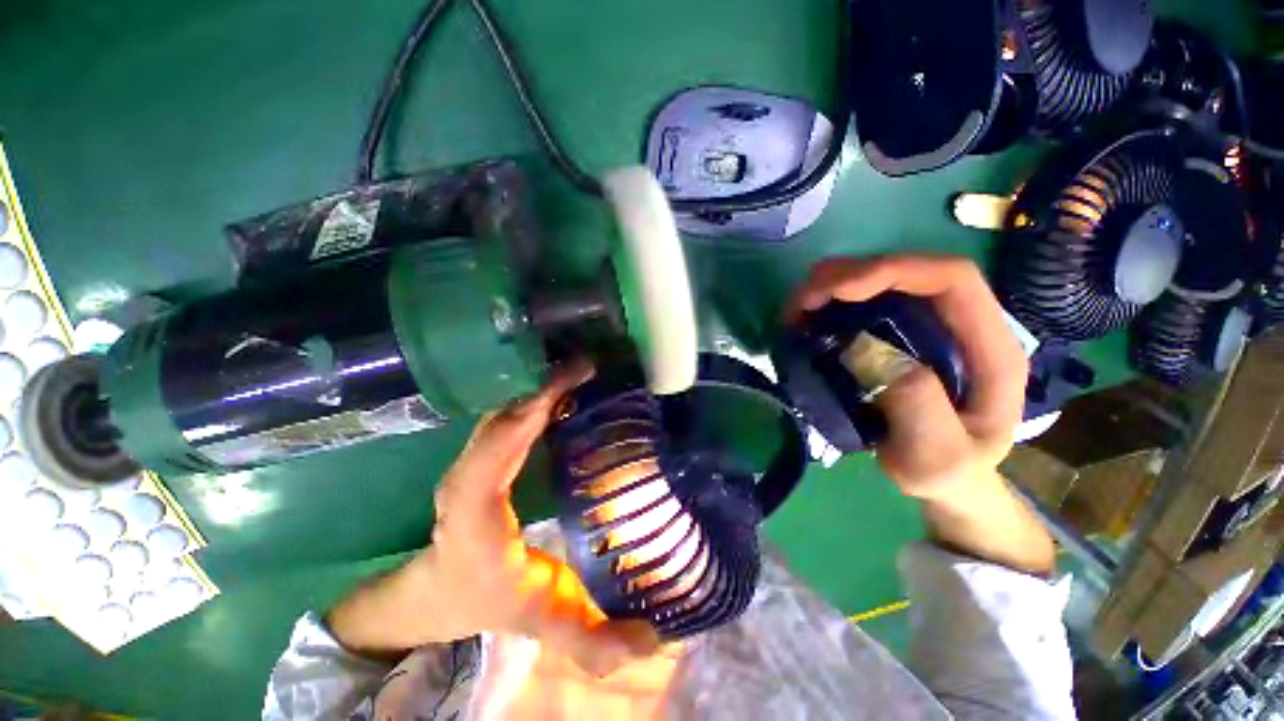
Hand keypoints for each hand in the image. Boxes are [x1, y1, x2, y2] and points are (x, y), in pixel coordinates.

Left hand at [326, 363, 660, 674]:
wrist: (437, 588)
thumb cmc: (486, 599)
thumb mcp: (541, 623)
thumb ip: (593, 641)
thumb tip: (654, 641)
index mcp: (475, 519)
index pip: (491, 458)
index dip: (524, 419)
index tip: (567, 389)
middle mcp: (465, 481)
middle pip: (499, 423)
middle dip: (543, 391)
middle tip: (590, 369)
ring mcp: (469, 463)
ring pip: (501, 415)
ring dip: (539, 390)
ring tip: (582, 374)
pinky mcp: (479, 454)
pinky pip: (506, 418)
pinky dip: (533, 399)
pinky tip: (564, 392)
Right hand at [788, 255, 1053, 573]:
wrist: (945, 480)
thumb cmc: (946, 473)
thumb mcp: (936, 458)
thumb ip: (917, 408)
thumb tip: (867, 349)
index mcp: (987, 347)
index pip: (951, 279)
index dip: (894, 271)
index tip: (838, 291)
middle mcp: (959, 325)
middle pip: (909, 271)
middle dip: (851, 275)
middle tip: (804, 300)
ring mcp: (928, 327)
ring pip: (882, 282)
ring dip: (835, 286)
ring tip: (798, 309)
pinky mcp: (899, 336)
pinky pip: (864, 304)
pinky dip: (830, 303)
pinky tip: (807, 319)